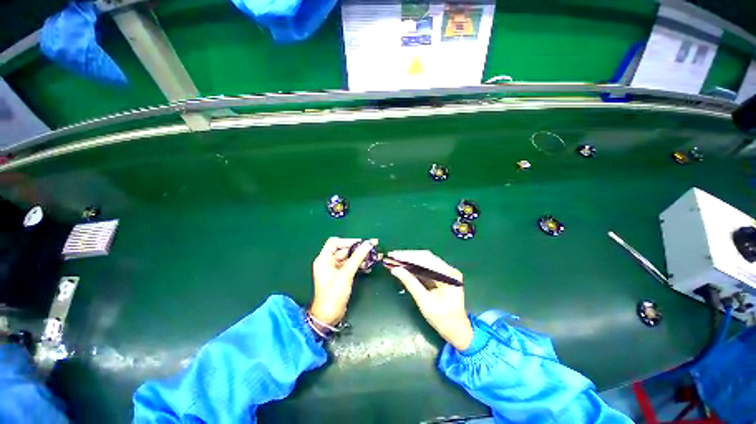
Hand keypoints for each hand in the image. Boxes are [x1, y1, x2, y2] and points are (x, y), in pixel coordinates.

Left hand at [310, 237, 377, 325]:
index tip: (362, 243)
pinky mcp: (340, 276)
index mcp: (324, 259)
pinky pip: (350, 266)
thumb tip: (368, 244)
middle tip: (373, 247)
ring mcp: (334, 270)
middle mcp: (328, 262)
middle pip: (344, 250)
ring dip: (361, 257)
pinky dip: (359, 265)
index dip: (348, 241)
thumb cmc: (334, 294)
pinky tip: (369, 266)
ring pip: (349, 258)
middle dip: (359, 249)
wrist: (328, 316)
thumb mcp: (346, 274)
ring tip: (375, 257)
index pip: (335, 242)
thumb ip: (357, 257)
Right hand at [386, 250, 472, 350]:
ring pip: (425, 260)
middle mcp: (449, 269)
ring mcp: (446, 272)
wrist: (456, 331)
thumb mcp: (424, 302)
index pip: (426, 260)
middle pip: (426, 257)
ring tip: (395, 259)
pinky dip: (414, 266)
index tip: (393, 255)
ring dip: (409, 260)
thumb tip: (395, 269)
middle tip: (391, 256)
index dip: (408, 256)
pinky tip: (404, 265)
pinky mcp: (441, 275)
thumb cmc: (443, 319)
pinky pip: (426, 267)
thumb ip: (410, 283)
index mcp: (449, 275)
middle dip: (407, 256)